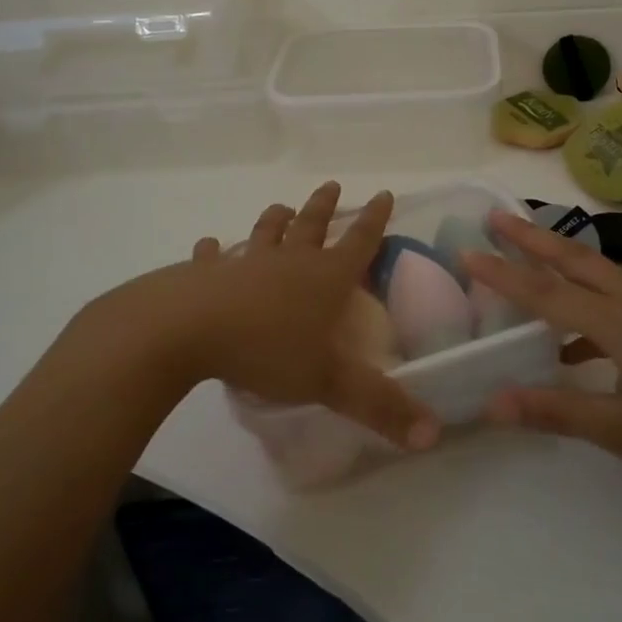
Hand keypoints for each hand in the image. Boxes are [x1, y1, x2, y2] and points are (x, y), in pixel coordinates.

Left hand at [100, 182, 438, 452]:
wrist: (188, 329)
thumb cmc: (267, 349)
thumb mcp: (329, 382)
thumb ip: (380, 406)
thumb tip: (433, 435)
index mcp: (324, 278)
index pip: (360, 242)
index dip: (375, 219)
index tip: (384, 193)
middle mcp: (289, 261)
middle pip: (312, 225)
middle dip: (324, 206)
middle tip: (331, 186)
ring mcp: (245, 263)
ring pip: (266, 232)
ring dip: (276, 219)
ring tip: (283, 208)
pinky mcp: (205, 273)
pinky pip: (212, 256)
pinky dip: (212, 250)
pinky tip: (209, 245)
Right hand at [465, 213, 621, 530]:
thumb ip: (557, 411)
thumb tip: (492, 402)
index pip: (548, 294)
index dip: (504, 274)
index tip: (467, 251)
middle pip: (577, 260)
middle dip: (532, 238)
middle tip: (495, 217)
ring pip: (601, 274)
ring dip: (561, 263)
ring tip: (525, 260)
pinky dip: (591, 302)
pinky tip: (576, 341)